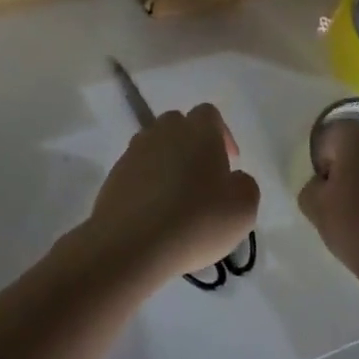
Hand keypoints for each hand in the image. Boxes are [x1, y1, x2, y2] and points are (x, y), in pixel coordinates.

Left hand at [84, 104, 260, 284]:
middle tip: (203, 178)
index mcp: (198, 131)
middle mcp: (163, 132)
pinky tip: (154, 212)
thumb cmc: (196, 221)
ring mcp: (134, 151)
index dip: (222, 135)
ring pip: (155, 146)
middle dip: (192, 145)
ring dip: (168, 163)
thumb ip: (245, 185)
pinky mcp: (114, 175)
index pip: (209, 114)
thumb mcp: (243, 209)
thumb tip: (233, 179)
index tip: (229, 164)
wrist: (131, 244)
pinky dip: (147, 183)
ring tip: (177, 198)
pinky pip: (136, 170)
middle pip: (178, 125)